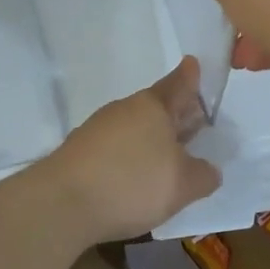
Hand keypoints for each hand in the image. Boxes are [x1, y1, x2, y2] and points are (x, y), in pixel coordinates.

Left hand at [39, 57, 221, 243]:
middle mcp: (123, 111)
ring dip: (151, 139)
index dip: (189, 76)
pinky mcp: (79, 154)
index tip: (192, 63)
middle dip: (175, 115)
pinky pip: (115, 149)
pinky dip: (130, 158)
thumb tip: (208, 170)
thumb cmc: (132, 184)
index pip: (178, 85)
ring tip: (169, 158)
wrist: (61, 204)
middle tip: (194, 122)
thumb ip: (203, 175)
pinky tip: (135, 179)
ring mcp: (97, 131)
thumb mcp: (183, 185)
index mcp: (152, 107)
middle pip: (156, 108)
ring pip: (134, 128)